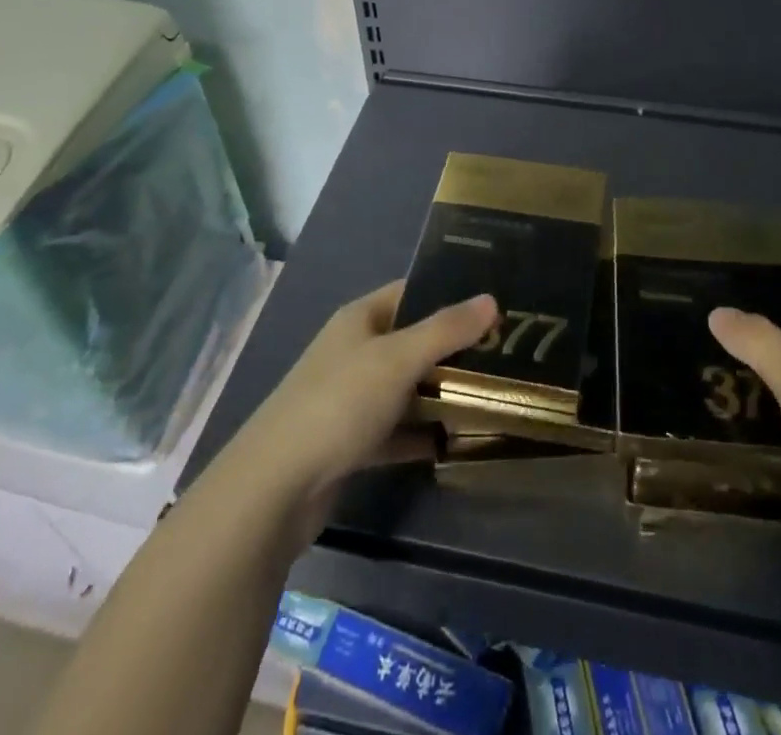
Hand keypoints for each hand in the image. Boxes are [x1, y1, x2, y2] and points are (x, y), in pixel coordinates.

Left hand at [226, 281, 496, 546]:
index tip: (494, 306)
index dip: (449, 295)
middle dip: (453, 348)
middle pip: (411, 341)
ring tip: (491, 394)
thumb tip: (491, 300)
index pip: (411, 293)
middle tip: (504, 353)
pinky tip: (456, 442)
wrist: (276, 488)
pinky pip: (396, 430)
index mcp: (359, 320)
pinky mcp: (351, 443)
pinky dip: (422, 435)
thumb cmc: (339, 404)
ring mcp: (351, 399)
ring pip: (406, 388)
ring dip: (440, 393)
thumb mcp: (398, 359)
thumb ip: (446, 330)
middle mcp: (354, 352)